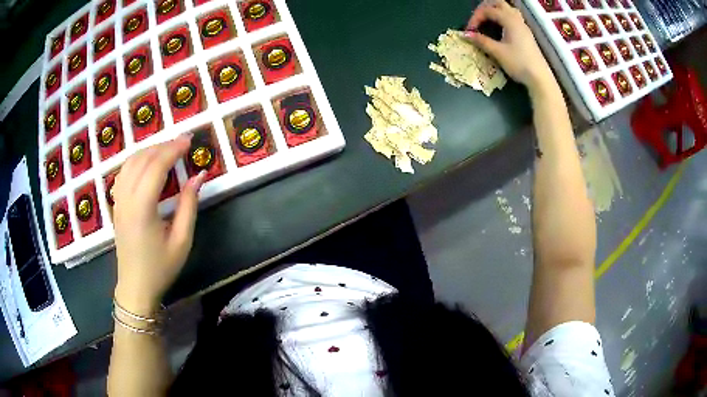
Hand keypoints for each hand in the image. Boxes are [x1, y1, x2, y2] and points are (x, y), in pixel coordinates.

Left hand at [112, 135, 205, 315]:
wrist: (136, 286)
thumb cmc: (160, 267)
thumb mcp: (182, 241)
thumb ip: (189, 205)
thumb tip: (198, 176)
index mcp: (142, 208)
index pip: (156, 166)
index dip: (173, 149)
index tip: (189, 140)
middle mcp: (126, 199)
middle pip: (142, 159)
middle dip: (163, 145)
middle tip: (182, 142)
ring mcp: (118, 200)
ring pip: (130, 162)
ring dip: (149, 150)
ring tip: (167, 149)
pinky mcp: (116, 204)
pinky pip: (123, 172)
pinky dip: (137, 160)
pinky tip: (147, 163)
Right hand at [465, 0, 556, 92]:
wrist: (539, 78)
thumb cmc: (519, 63)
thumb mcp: (498, 52)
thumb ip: (481, 41)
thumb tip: (465, 35)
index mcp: (509, 20)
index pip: (488, 10)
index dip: (475, 18)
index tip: (469, 31)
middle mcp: (516, 19)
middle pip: (498, 3)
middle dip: (484, 8)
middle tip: (476, 19)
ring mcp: (523, 25)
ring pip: (507, 8)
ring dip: (495, 11)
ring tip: (486, 20)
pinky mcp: (526, 33)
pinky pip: (512, 17)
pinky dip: (502, 17)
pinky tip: (499, 27)